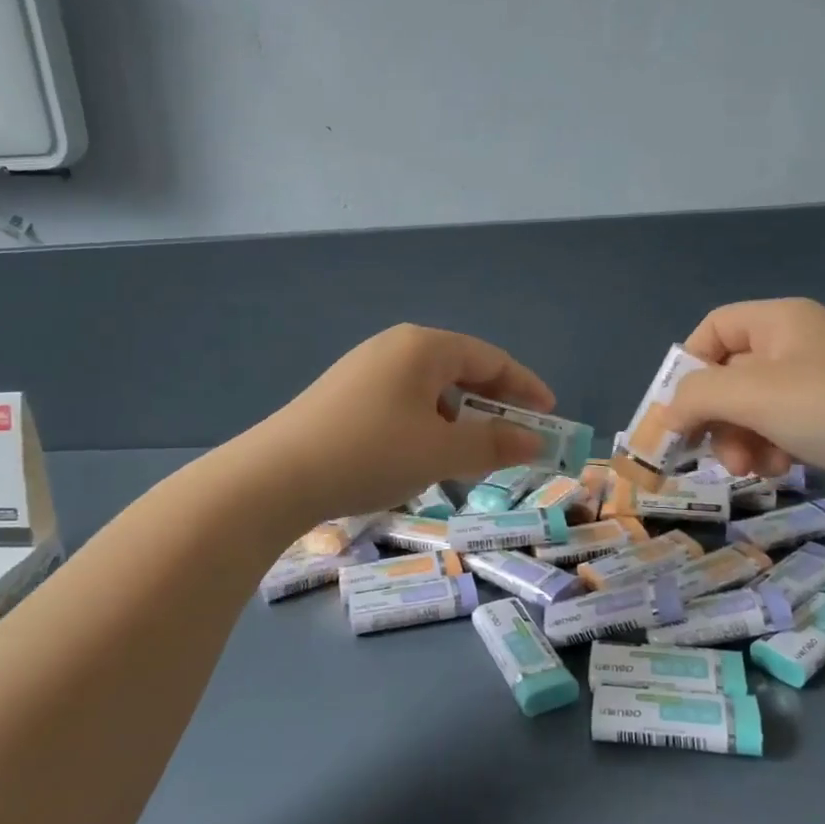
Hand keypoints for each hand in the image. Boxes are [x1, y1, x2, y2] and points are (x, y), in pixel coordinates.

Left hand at [255, 324, 554, 519]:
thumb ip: (494, 443)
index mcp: (423, 347)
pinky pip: (402, 400)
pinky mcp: (343, 394)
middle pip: (460, 369)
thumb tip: (537, 440)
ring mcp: (364, 369)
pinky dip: (426, 423)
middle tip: (515, 437)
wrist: (275, 476)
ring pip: (430, 389)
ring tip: (469, 454)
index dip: (525, 386)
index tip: (549, 414)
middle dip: (492, 404)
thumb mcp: (440, 452)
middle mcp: (394, 347)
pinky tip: (421, 454)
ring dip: (458, 418)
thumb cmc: (371, 453)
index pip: (490, 358)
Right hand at [662, 299, 824, 531]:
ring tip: (753, 469)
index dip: (688, 367)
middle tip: (715, 455)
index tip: (677, 413)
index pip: (713, 329)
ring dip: (742, 439)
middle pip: (731, 373)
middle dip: (717, 416)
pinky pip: (786, 427)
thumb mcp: (754, 395)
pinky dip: (773, 448)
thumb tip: (666, 413)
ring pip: (756, 407)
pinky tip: (782, 470)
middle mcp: (801, 344)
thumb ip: (697, 396)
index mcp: (781, 321)